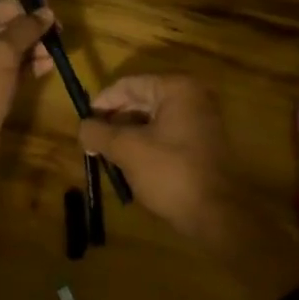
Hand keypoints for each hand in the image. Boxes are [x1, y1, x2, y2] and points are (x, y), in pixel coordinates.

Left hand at [0, 0, 54, 180]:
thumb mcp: (0, 57)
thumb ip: (24, 30)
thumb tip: (46, 12)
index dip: (23, 11)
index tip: (52, 18)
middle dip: (29, 32)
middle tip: (57, 39)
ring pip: (4, 52)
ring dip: (30, 50)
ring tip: (54, 55)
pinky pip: (5, 72)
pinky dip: (24, 67)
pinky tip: (46, 67)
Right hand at [81, 75, 298, 299]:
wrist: (216, 214)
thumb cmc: (170, 172)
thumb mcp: (127, 150)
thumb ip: (99, 133)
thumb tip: (82, 127)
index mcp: (177, 89)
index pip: (129, 85)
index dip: (102, 103)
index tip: (83, 123)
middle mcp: (192, 98)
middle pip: (141, 100)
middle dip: (114, 121)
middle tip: (92, 142)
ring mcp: (200, 122)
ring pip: (152, 121)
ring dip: (127, 136)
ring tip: (107, 156)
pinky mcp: (202, 145)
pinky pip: (165, 136)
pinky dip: (145, 146)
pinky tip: (129, 165)